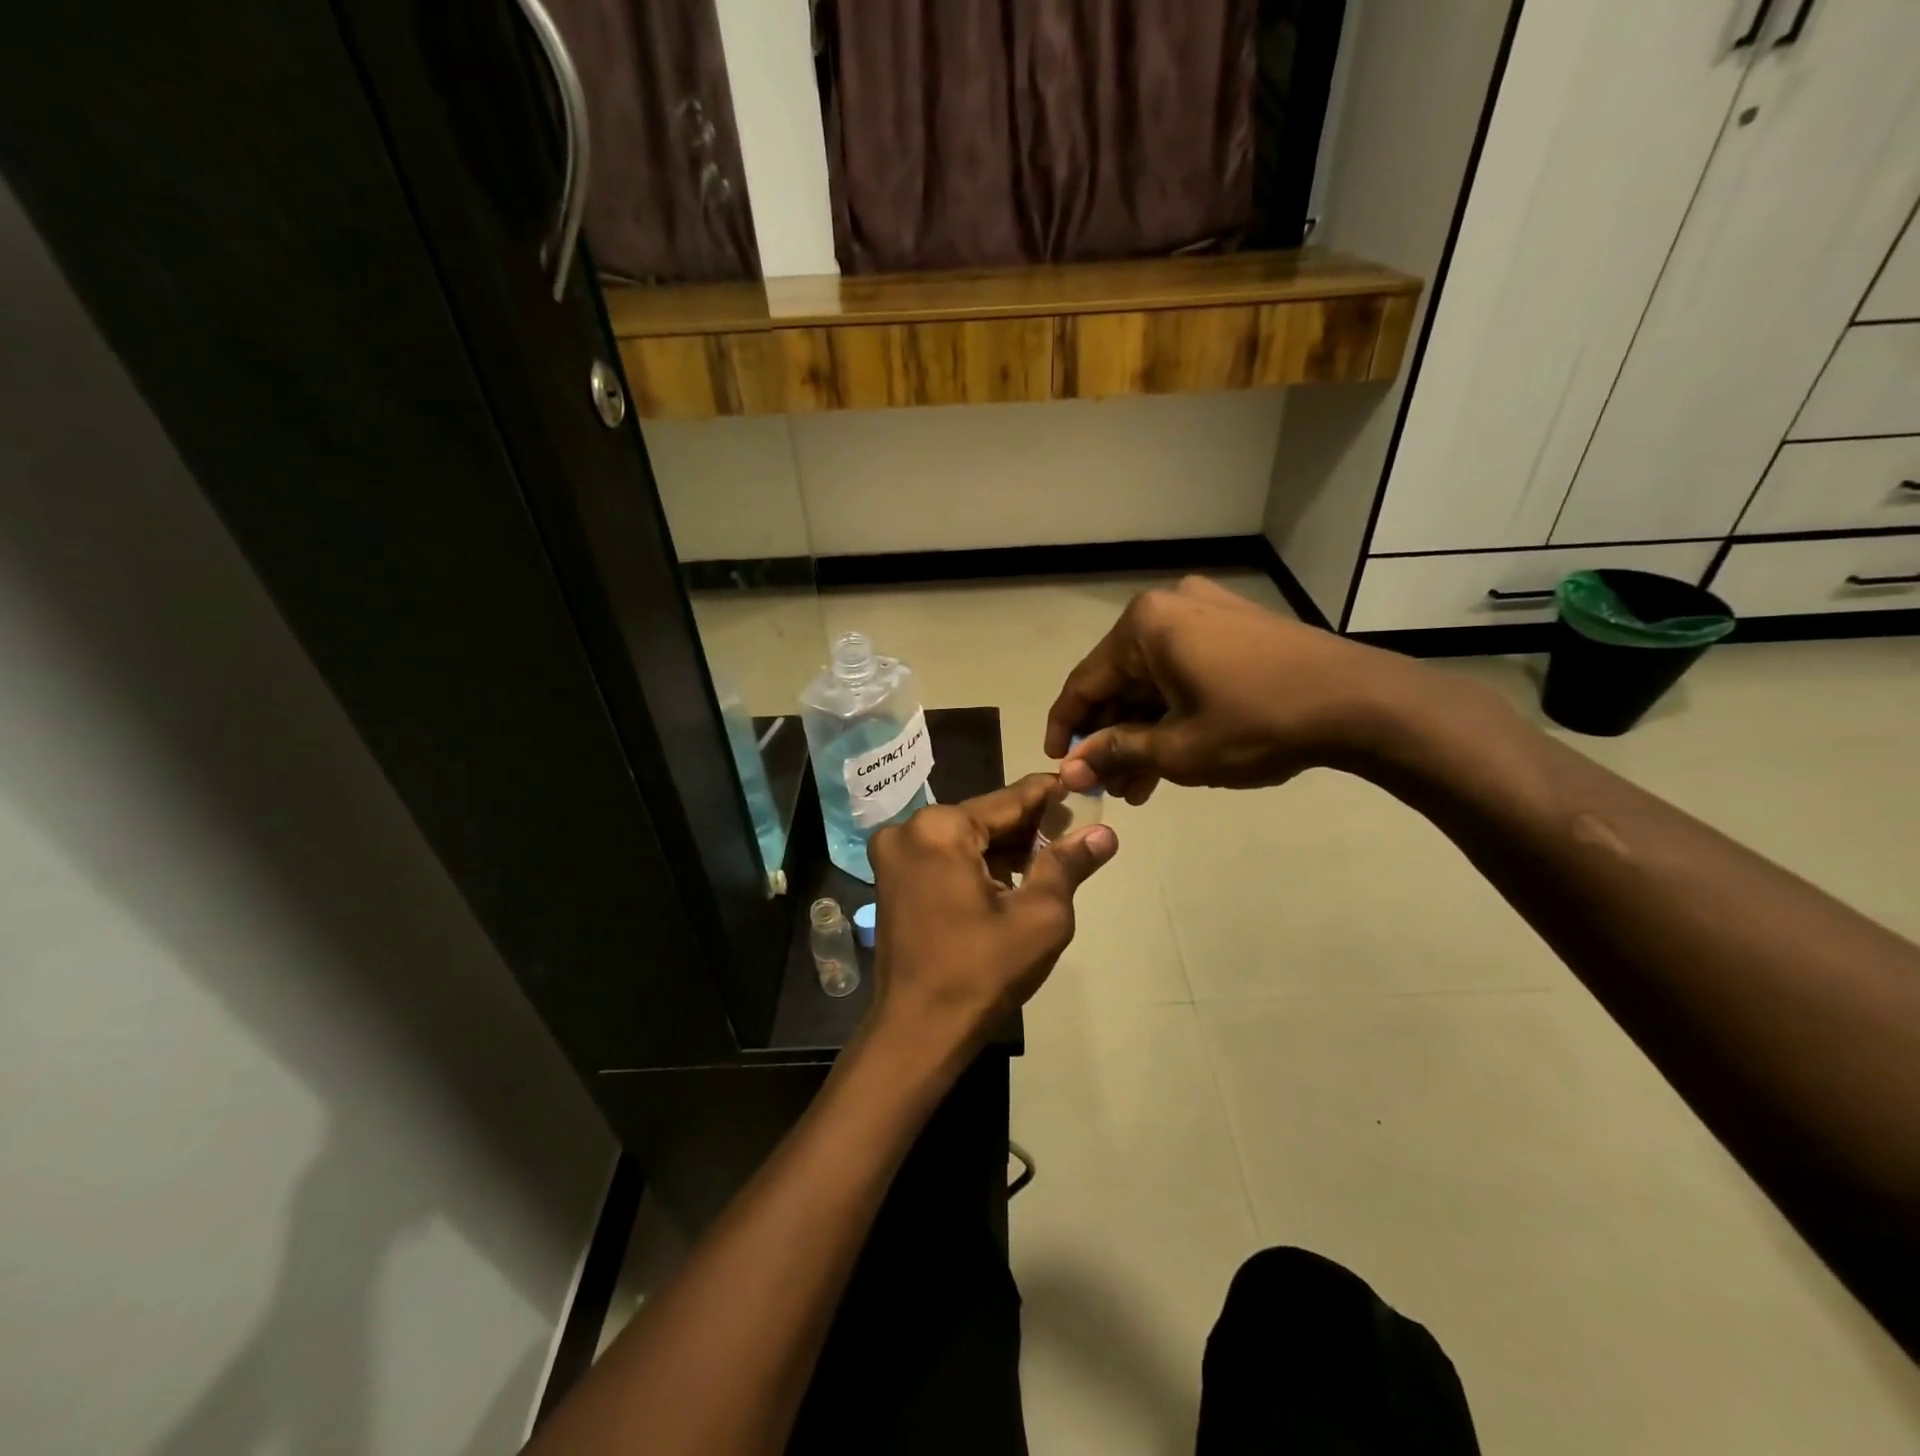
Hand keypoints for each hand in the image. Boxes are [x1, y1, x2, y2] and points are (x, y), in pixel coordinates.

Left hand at [867, 774, 1117, 1055]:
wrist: (917, 1033)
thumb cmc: (981, 972)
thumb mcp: (1039, 917)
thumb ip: (1068, 865)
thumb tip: (1104, 833)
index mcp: (940, 828)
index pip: (1008, 800)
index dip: (1049, 796)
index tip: (1080, 787)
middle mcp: (909, 829)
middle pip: (984, 818)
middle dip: (1028, 827)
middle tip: (1073, 833)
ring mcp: (894, 855)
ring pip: (964, 838)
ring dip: (1003, 848)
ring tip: (1051, 859)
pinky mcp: (891, 879)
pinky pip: (944, 857)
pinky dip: (977, 864)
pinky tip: (1011, 880)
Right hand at [1044, 575, 1425, 802]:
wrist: (1363, 703)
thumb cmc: (1259, 723)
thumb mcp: (1179, 749)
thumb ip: (1116, 753)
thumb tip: (1069, 769)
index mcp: (1145, 624)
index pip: (1085, 681)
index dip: (1066, 727)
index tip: (1056, 764)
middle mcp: (1171, 605)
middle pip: (1121, 679)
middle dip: (1112, 736)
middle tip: (1108, 785)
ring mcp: (1207, 611)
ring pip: (1155, 678)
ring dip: (1143, 730)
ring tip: (1140, 785)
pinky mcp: (1236, 626)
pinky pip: (1186, 670)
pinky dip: (1174, 710)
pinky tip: (1172, 753)